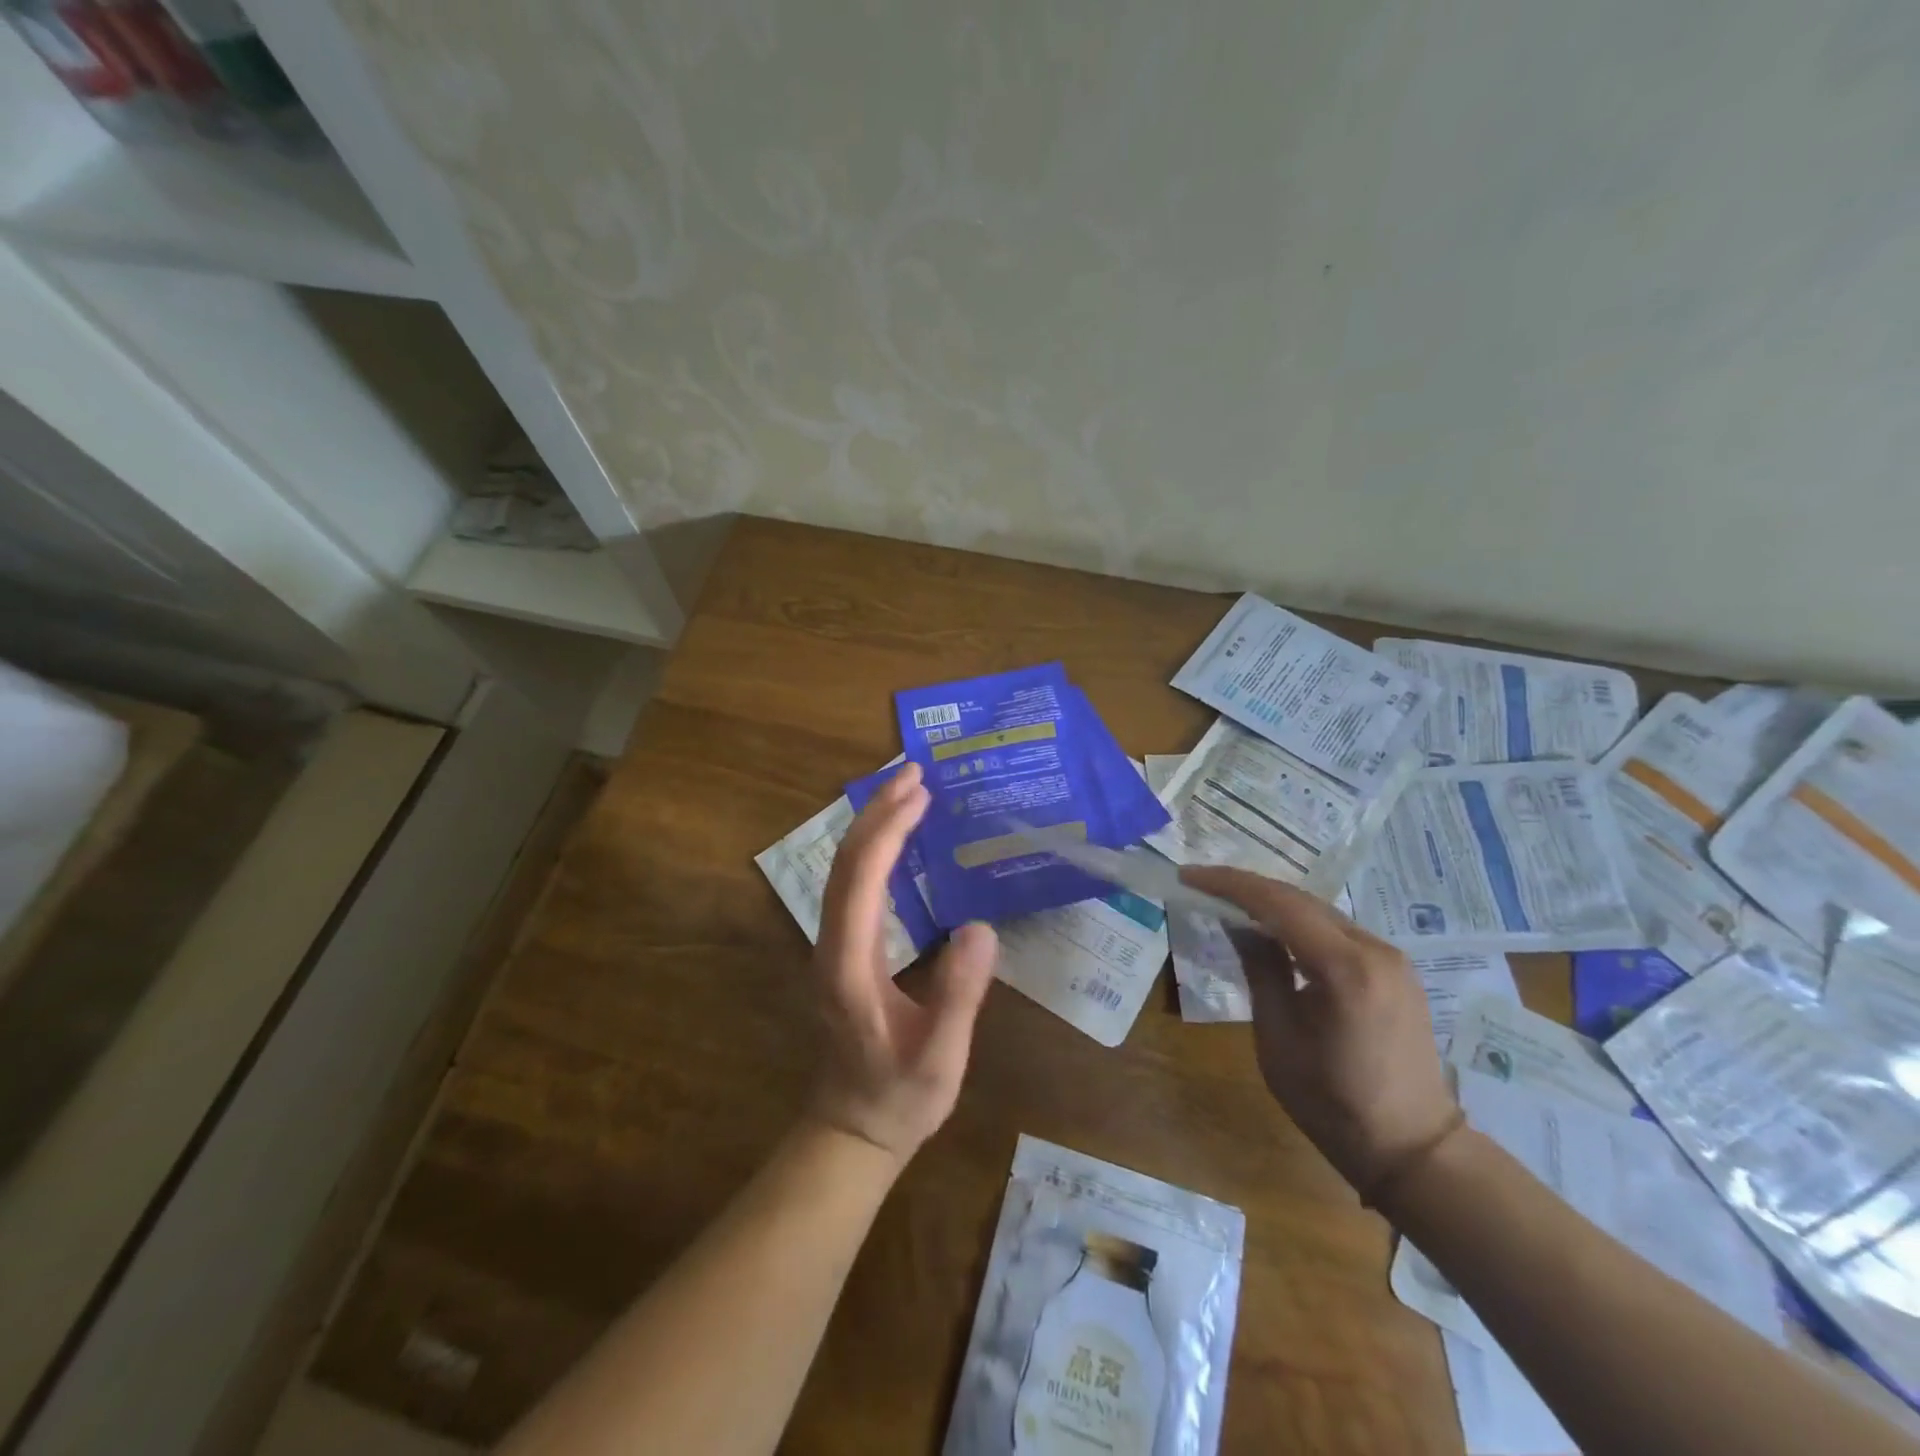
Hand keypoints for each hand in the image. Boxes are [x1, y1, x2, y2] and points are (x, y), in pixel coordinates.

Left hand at [810, 762, 998, 1164]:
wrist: (853, 1129)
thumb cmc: (899, 1096)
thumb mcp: (939, 1056)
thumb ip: (958, 996)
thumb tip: (981, 927)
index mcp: (849, 963)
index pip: (862, 878)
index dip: (889, 829)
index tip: (920, 792)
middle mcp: (830, 943)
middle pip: (845, 861)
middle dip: (878, 811)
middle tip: (915, 772)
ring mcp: (831, 945)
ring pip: (843, 869)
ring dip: (873, 825)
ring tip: (908, 791)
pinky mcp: (841, 949)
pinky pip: (852, 884)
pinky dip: (874, 850)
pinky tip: (899, 840)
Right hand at [1182, 867, 1460, 1198]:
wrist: (1413, 1148)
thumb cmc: (1332, 1101)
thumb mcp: (1278, 1036)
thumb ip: (1260, 969)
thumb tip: (1237, 924)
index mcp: (1344, 968)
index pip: (1278, 903)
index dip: (1229, 884)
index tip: (1190, 876)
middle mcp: (1374, 949)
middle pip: (1301, 900)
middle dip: (1248, 888)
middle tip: (1203, 885)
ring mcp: (1392, 958)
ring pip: (1320, 912)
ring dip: (1274, 904)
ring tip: (1230, 903)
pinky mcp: (1396, 970)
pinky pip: (1338, 931)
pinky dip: (1300, 923)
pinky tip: (1274, 931)